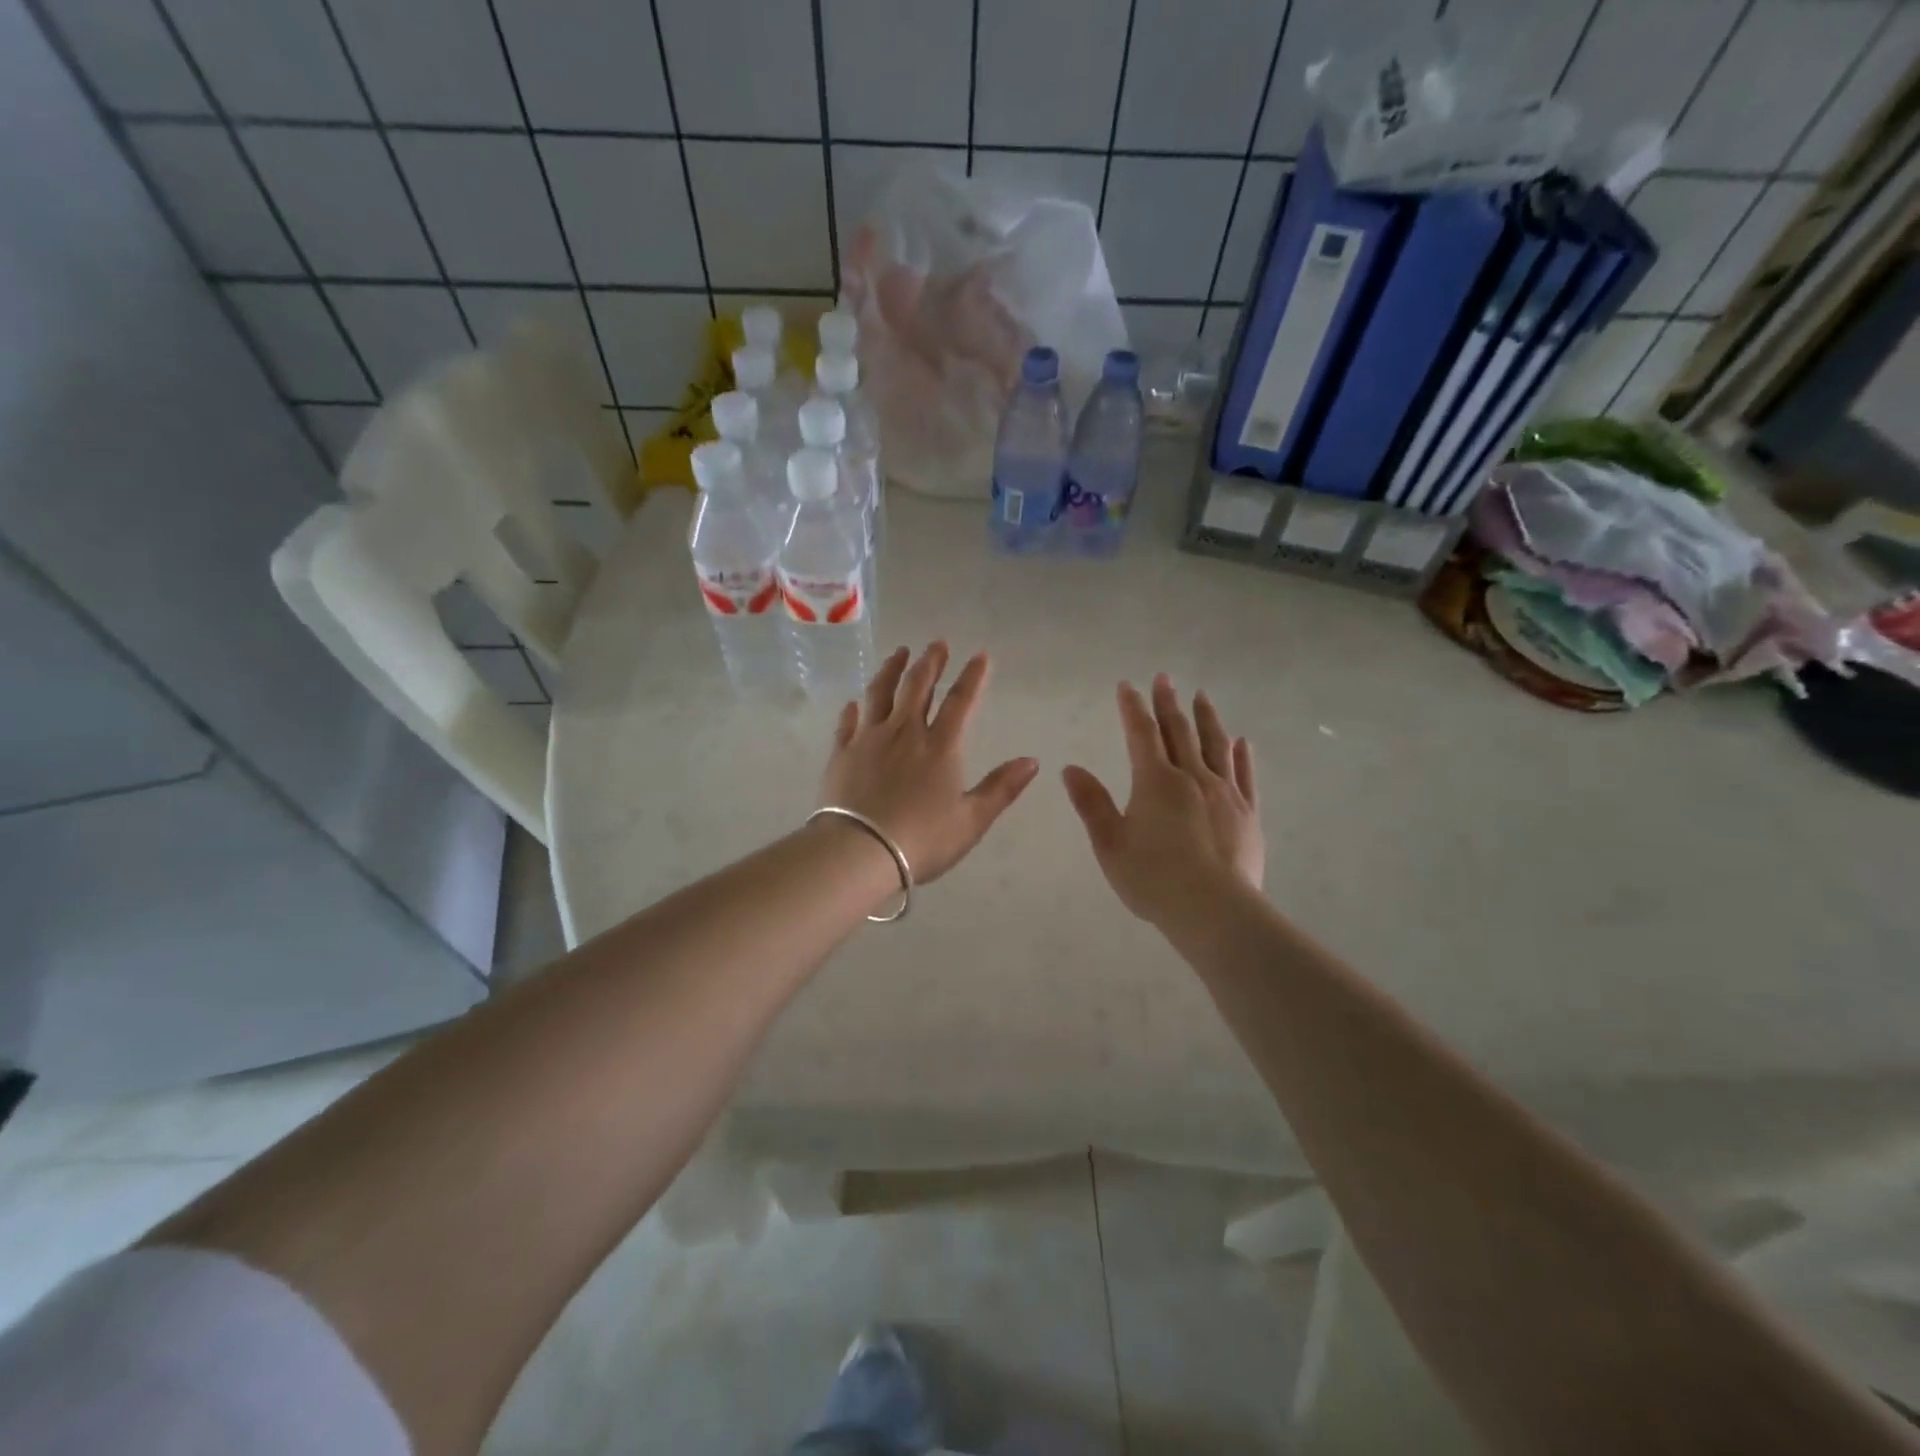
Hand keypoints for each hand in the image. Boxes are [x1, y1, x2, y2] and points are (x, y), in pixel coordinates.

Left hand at [818, 642, 1038, 884]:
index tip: (980, 655)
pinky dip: (853, 708)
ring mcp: (869, 739)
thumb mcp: (972, 820)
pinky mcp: (841, 753)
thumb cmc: (922, 839)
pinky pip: (848, 722)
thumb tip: (1032, 761)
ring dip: (891, 670)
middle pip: (918, 687)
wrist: (860, 852)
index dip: (972, 676)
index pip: (960, 701)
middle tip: (937, 643)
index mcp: (940, 747)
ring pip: (880, 693)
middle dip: (930, 662)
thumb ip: (1002, 788)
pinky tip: (855, 702)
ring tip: (899, 653)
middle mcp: (905, 733)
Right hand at [1062, 675, 1264, 927]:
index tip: (1127, 686)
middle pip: (1179, 731)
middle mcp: (1192, 777)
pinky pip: (1245, 776)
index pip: (1141, 734)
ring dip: (1207, 718)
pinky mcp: (1248, 814)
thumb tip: (1071, 769)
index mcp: (1155, 781)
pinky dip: (1241, 755)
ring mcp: (1225, 793)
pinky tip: (1241, 742)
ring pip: (1216, 745)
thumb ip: (1091, 803)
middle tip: (1164, 678)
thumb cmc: (1153, 879)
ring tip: (1202, 696)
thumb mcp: (1109, 843)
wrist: (1214, 910)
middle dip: (1168, 703)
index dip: (1132, 708)